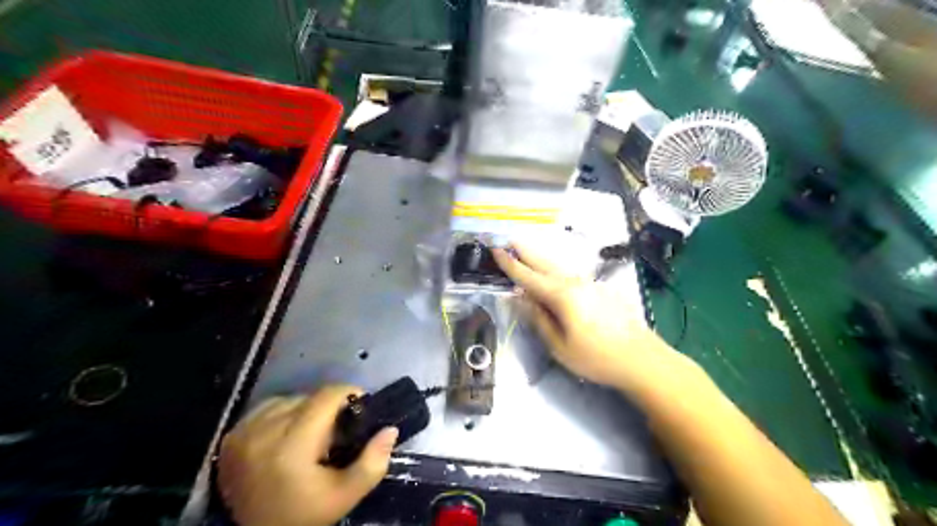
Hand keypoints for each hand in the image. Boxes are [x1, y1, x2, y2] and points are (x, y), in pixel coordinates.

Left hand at [219, 382, 397, 525]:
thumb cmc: (304, 516)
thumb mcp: (346, 495)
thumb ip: (373, 462)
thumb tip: (390, 429)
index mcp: (292, 445)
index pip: (326, 396)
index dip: (349, 394)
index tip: (359, 408)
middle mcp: (263, 431)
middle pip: (309, 397)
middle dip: (328, 409)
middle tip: (334, 433)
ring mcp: (243, 433)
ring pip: (289, 400)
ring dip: (305, 411)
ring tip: (309, 436)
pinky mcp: (231, 437)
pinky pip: (266, 409)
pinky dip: (281, 416)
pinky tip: (285, 436)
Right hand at [493, 243, 686, 389]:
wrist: (642, 358)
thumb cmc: (596, 357)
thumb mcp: (559, 346)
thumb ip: (538, 319)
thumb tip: (519, 298)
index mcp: (562, 295)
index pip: (529, 277)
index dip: (510, 265)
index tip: (496, 250)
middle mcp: (575, 283)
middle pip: (544, 263)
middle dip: (525, 251)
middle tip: (509, 240)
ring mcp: (591, 284)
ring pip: (560, 267)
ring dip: (541, 259)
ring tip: (527, 252)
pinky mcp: (602, 290)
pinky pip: (572, 275)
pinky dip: (557, 270)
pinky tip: (555, 275)